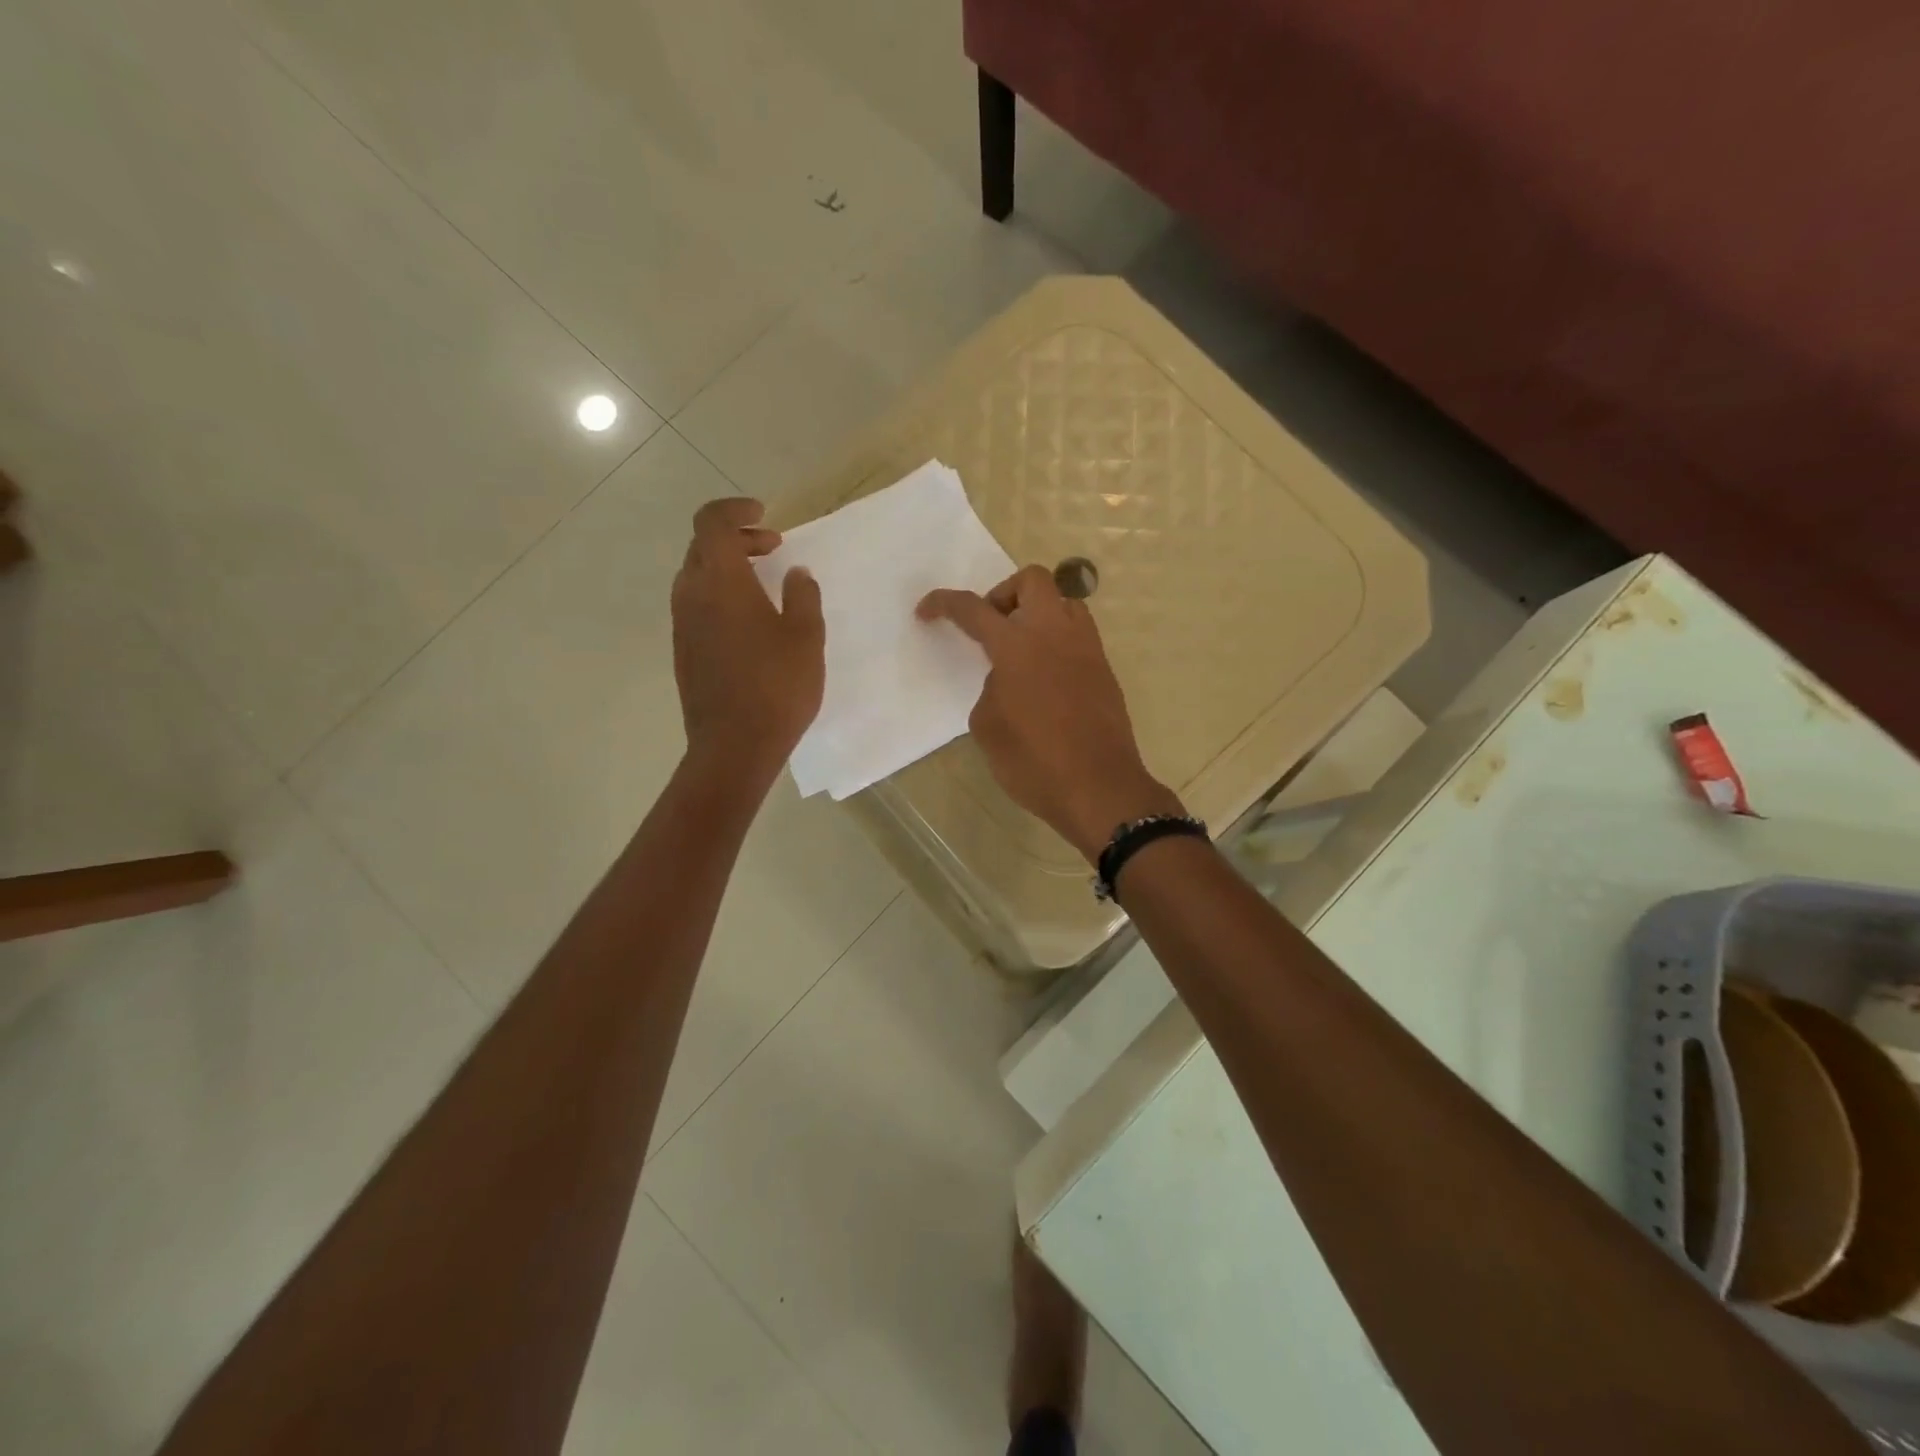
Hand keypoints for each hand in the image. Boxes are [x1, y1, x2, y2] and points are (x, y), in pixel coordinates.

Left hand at [672, 498, 824, 778]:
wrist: (734, 746)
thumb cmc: (777, 687)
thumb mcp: (806, 637)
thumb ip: (803, 596)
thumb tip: (795, 573)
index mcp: (721, 582)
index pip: (712, 522)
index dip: (735, 509)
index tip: (765, 515)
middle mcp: (692, 595)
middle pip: (702, 546)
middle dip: (737, 538)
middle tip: (773, 547)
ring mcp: (683, 625)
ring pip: (697, 576)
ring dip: (727, 567)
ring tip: (765, 583)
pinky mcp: (683, 650)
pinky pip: (697, 605)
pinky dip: (720, 594)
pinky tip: (750, 620)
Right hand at [919, 565, 1181, 861]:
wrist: (1098, 788)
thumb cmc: (1034, 761)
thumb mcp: (988, 727)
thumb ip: (991, 689)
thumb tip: (1007, 680)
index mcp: (1018, 645)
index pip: (974, 609)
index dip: (944, 603)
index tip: (926, 611)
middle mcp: (1055, 633)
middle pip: (1033, 580)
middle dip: (1004, 593)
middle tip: (992, 627)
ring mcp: (1087, 649)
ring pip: (1064, 602)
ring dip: (1038, 613)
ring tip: (1022, 651)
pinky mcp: (1105, 670)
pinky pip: (1079, 635)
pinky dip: (1057, 641)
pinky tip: (1046, 678)